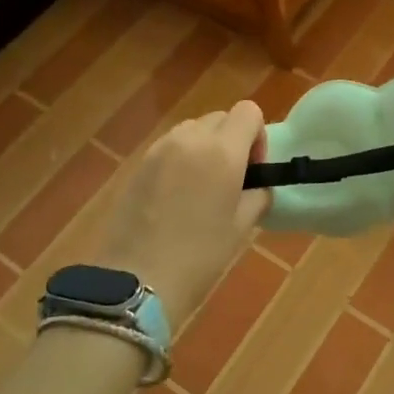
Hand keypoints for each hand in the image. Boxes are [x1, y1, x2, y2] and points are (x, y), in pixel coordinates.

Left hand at [88, 101, 270, 327]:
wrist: (135, 281)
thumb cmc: (199, 257)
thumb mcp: (242, 228)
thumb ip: (257, 195)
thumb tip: (257, 185)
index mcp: (222, 151)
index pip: (249, 112)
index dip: (258, 137)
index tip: (254, 170)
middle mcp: (191, 138)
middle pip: (221, 118)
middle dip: (232, 141)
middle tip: (231, 181)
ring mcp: (160, 149)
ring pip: (193, 130)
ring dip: (205, 148)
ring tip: (202, 188)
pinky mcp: (138, 164)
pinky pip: (170, 147)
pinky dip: (182, 159)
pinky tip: (177, 196)